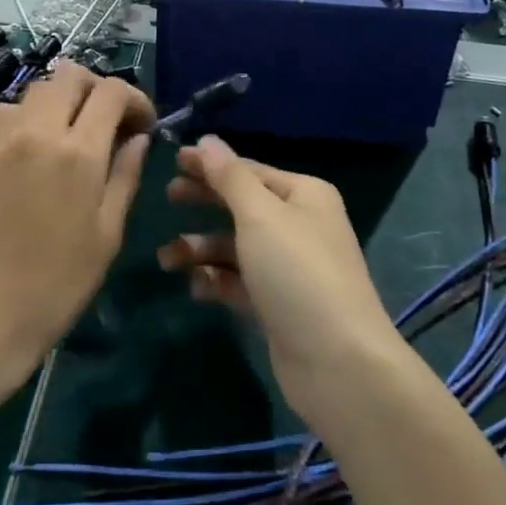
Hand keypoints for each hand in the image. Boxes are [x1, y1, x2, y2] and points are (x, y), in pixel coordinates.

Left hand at [0, 63, 152, 387]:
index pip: (111, 92)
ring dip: (61, 99)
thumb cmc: (60, 281)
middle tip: (108, 121)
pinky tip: (35, 147)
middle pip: (70, 74)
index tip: (143, 124)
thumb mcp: (109, 232)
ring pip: (37, 88)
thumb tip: (138, 137)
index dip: (135, 98)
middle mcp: (39, 132)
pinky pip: (7, 111)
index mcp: (79, 153)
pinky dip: (28, 115)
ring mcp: (3, 139)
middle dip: (97, 88)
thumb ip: (126, 174)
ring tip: (72, 132)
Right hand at [157, 137, 406, 428]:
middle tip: (167, 198)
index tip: (173, 162)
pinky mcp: (279, 305)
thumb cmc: (297, 272)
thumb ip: (229, 177)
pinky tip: (196, 287)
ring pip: (236, 246)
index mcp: (304, 194)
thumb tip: (208, 140)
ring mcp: (290, 267)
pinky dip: (217, 281)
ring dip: (201, 248)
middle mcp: (300, 225)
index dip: (211, 165)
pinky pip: (240, 282)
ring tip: (167, 259)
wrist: (338, 364)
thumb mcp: (260, 215)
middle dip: (204, 202)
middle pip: (242, 205)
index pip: (249, 170)